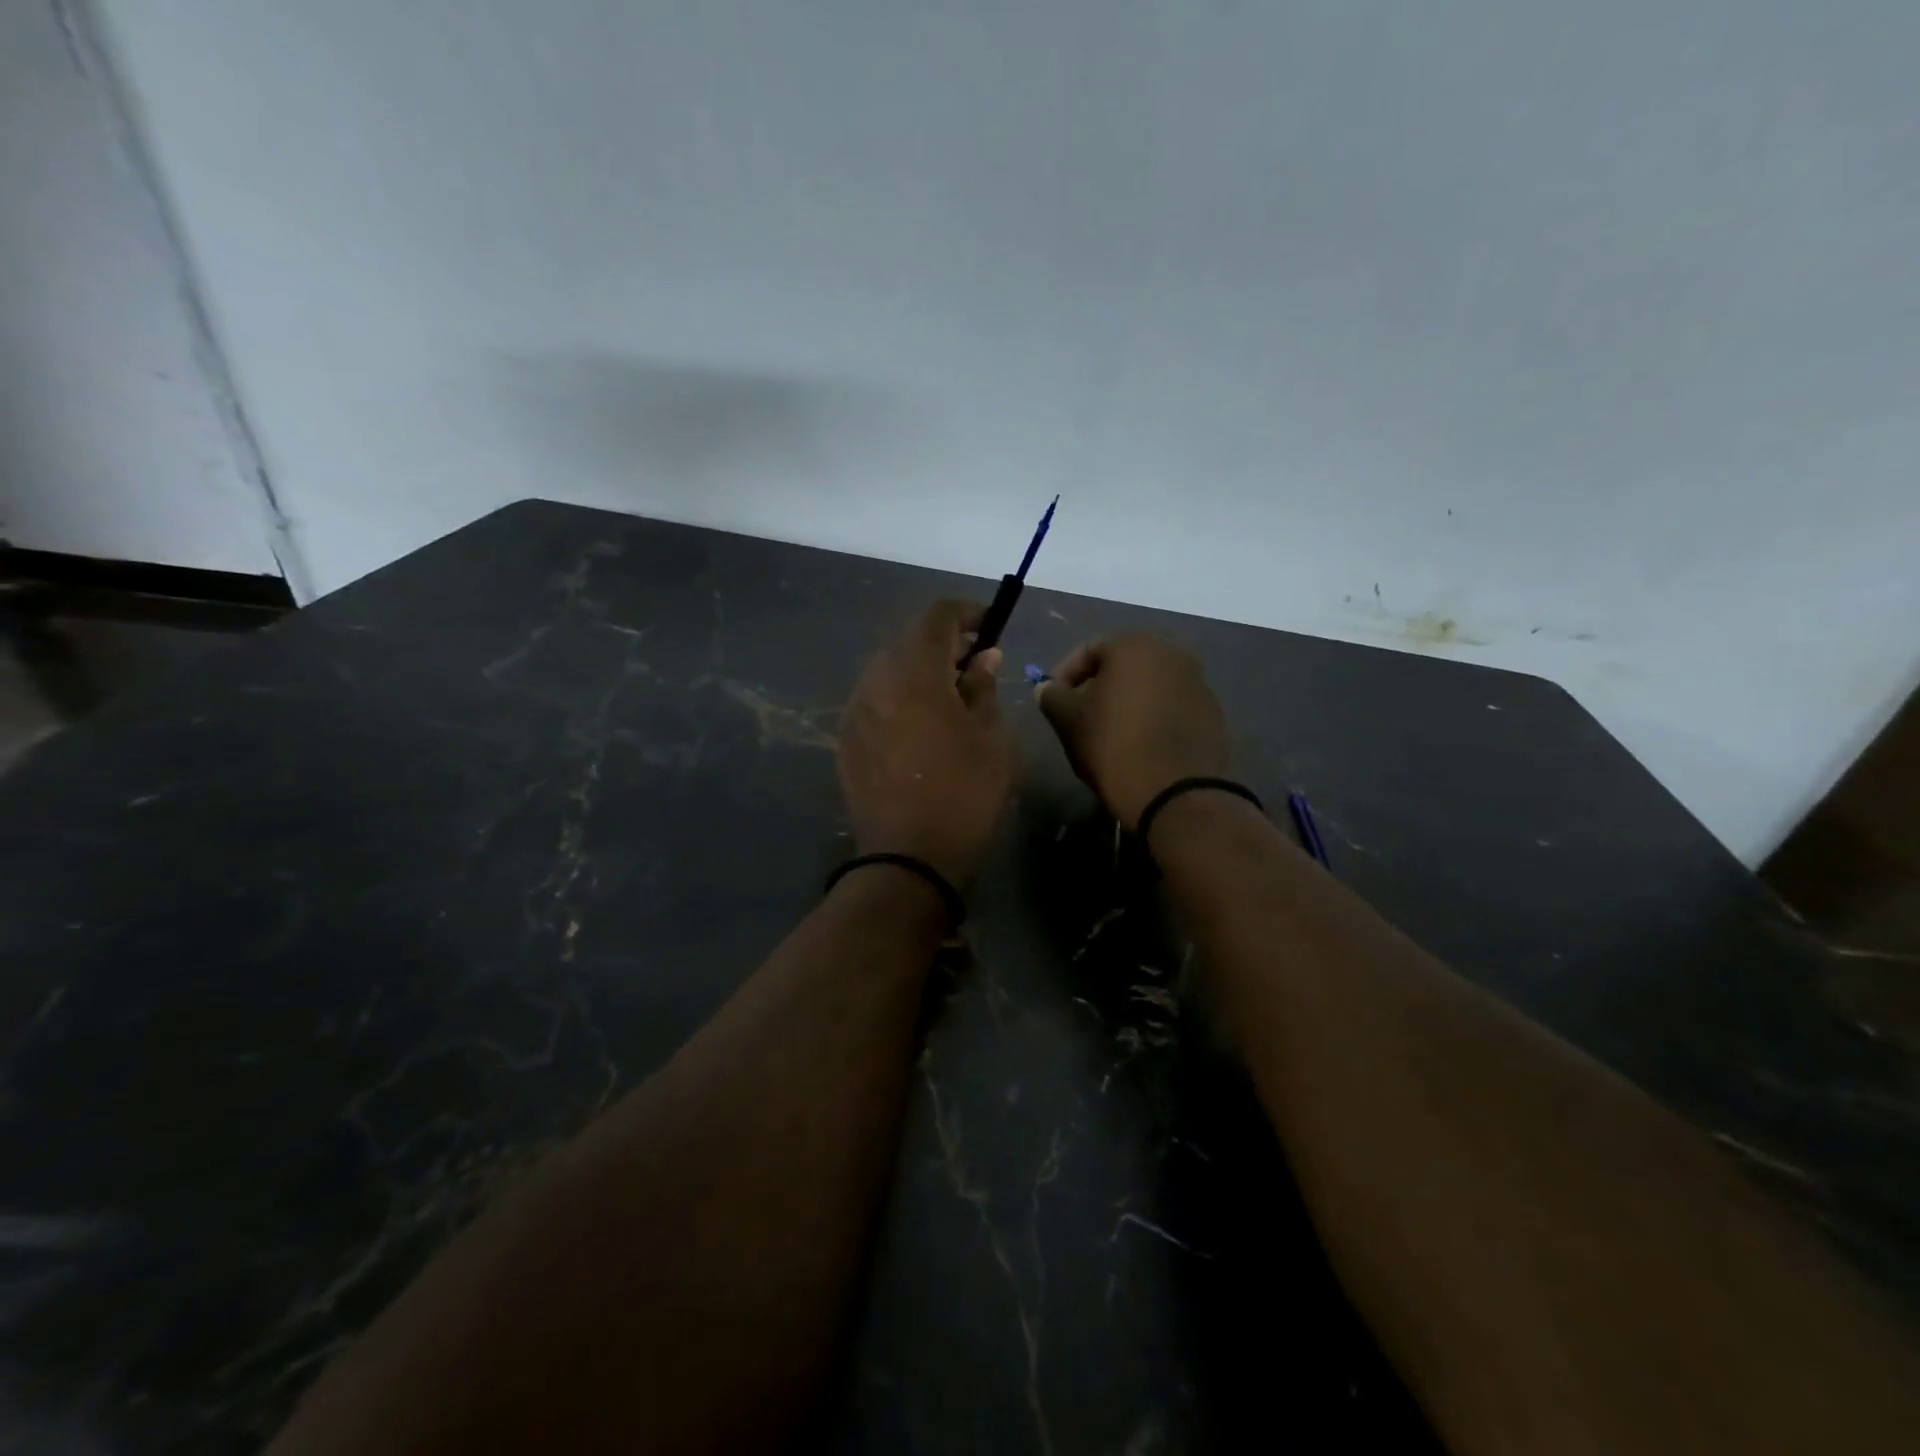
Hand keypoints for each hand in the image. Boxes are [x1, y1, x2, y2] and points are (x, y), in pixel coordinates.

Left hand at [838, 600, 1016, 885]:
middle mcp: (876, 681)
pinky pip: (876, 698)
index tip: (990, 625)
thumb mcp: (993, 739)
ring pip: (889, 668)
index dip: (966, 612)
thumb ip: (984, 688)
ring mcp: (855, 710)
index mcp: (915, 674)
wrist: (908, 859)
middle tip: (976, 663)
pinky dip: (901, 695)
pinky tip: (921, 724)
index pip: (936, 616)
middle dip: (945, 642)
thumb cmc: (964, 795)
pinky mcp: (846, 738)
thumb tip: (983, 658)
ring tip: (951, 695)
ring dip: (921, 669)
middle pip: (909, 640)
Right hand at [1037, 635, 1229, 830]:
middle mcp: (1172, 653)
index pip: (1089, 650)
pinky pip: (1172, 707)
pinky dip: (1153, 718)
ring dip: (1128, 702)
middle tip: (1080, 716)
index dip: (1065, 674)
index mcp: (1134, 646)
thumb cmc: (1113, 745)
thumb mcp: (1068, 720)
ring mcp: (1198, 682)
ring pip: (1150, 685)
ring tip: (1110, 733)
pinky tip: (1141, 745)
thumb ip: (1053, 696)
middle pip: (1123, 665)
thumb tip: (1047, 688)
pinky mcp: (1213, 713)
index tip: (1053, 701)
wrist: (1175, 792)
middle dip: (1099, 687)